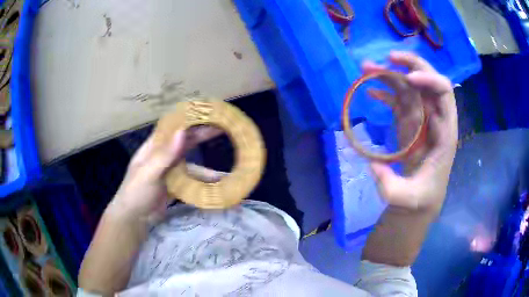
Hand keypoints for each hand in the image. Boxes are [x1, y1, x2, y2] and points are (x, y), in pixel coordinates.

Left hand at [110, 126, 222, 220]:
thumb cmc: (136, 192)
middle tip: (221, 129)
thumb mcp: (148, 173)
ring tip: (221, 173)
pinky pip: (190, 181)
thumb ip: (165, 154)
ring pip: (190, 164)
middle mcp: (163, 155)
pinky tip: (212, 188)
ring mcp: (169, 171)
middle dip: (201, 136)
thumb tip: (182, 131)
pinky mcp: (174, 185)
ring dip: (204, 168)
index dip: (188, 119)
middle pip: (184, 142)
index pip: (172, 127)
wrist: (134, 219)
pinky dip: (201, 183)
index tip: (206, 113)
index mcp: (153, 147)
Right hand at [362, 51, 457, 211]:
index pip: (444, 94)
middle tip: (387, 58)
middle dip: (410, 64)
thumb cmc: (419, 199)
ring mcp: (421, 118)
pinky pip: (399, 98)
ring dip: (390, 73)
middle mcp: (435, 118)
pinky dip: (385, 90)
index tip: (408, 78)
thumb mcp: (406, 199)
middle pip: (428, 80)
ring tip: (366, 68)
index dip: (429, 80)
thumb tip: (372, 164)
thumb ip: (391, 187)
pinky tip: (369, 90)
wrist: (418, 199)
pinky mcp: (409, 121)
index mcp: (445, 131)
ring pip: (409, 85)